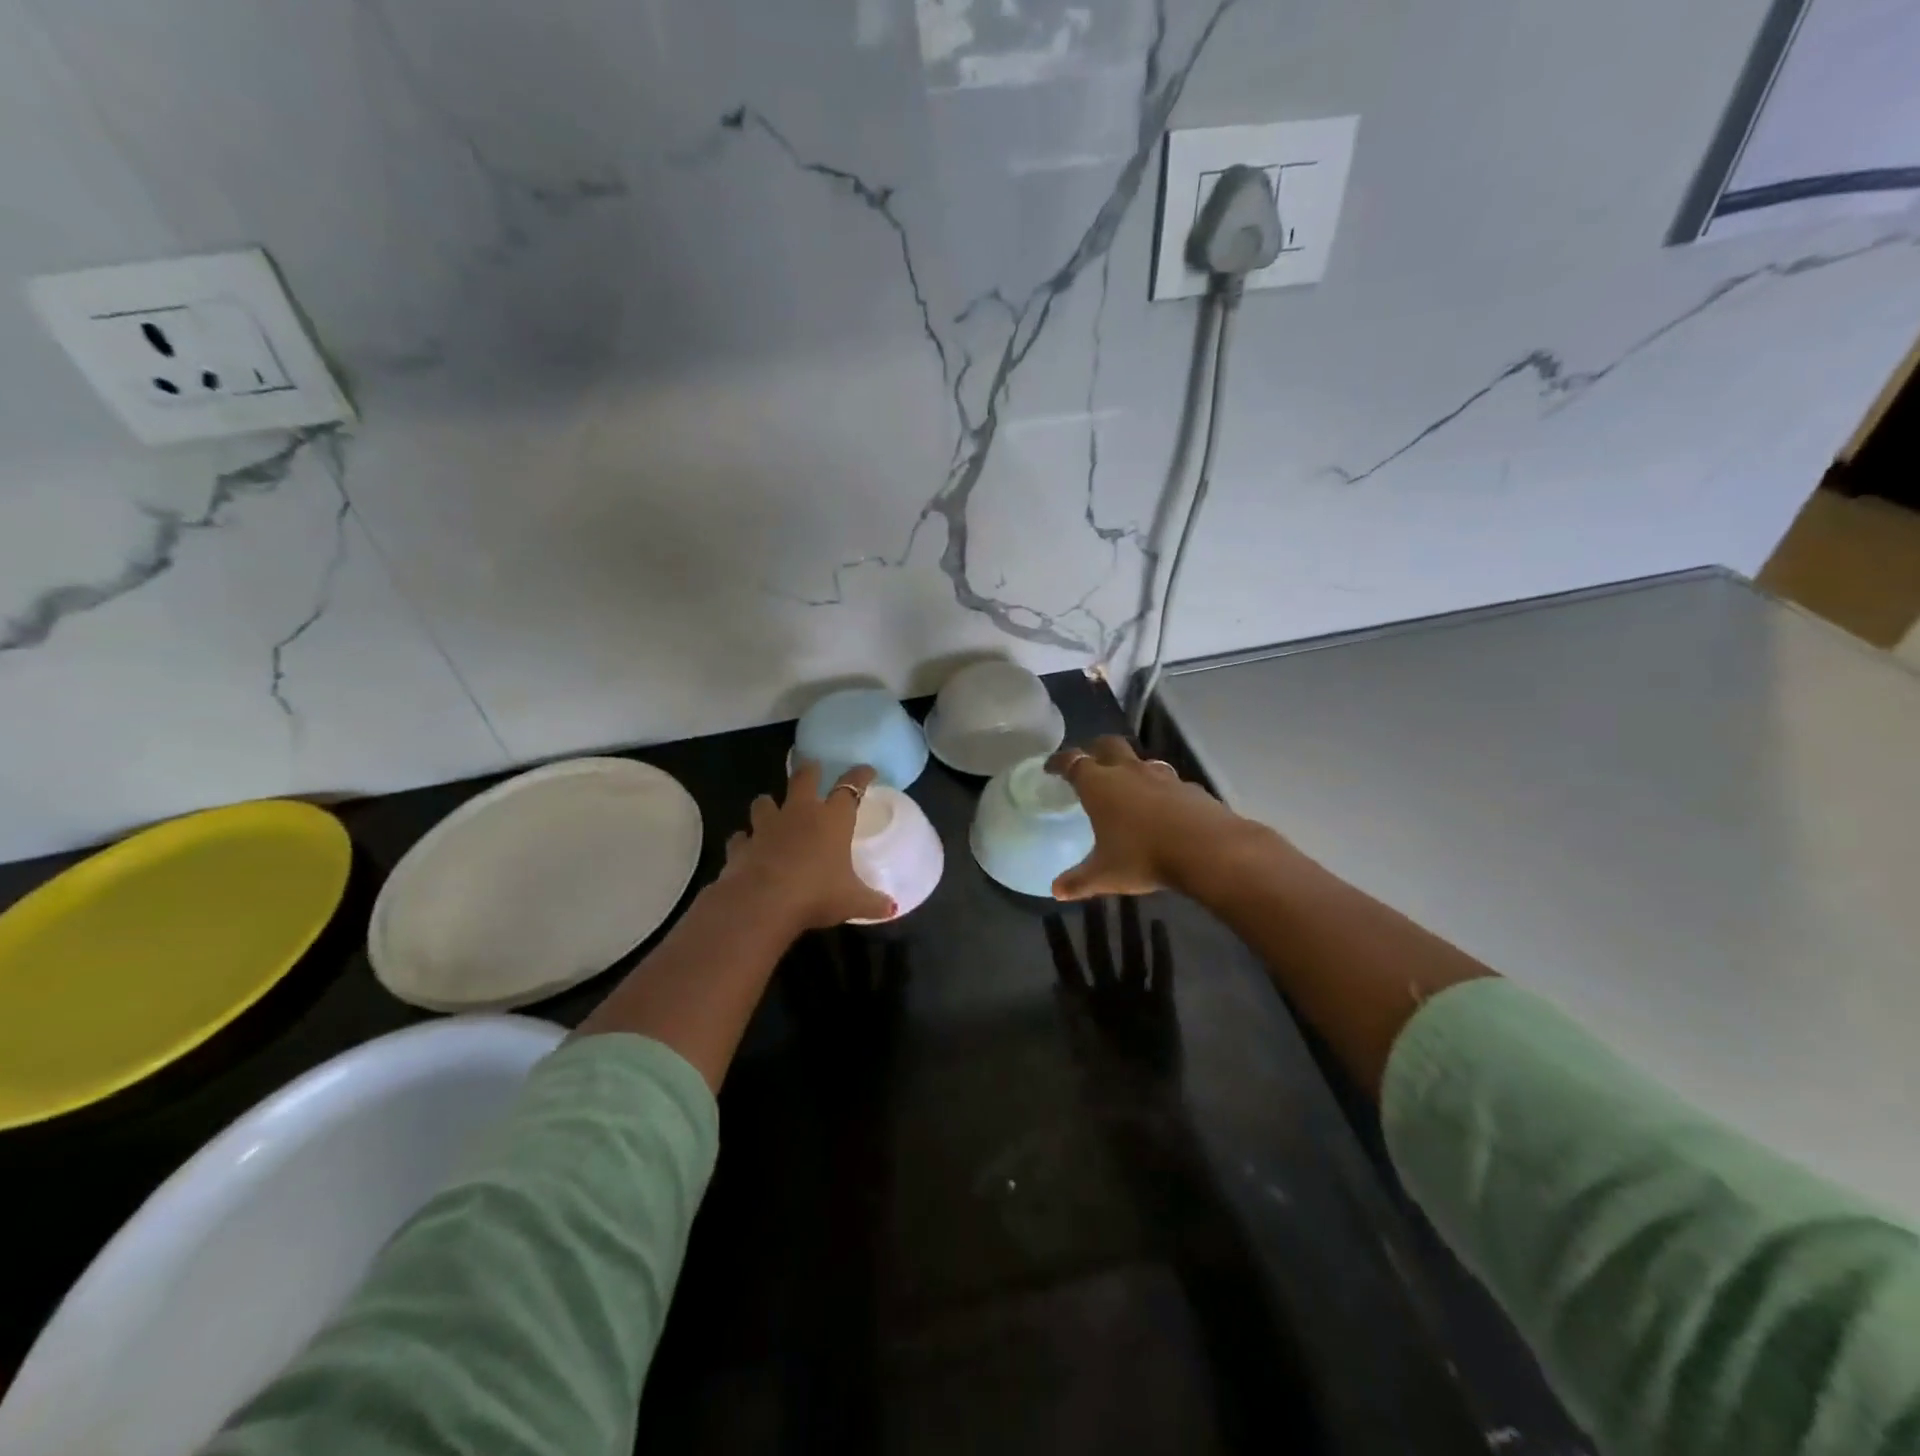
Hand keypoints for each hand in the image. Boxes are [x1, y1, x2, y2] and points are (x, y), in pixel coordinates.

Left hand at [720, 763, 894, 928]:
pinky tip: (746, 846)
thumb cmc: (816, 894)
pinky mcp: (741, 846)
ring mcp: (766, 827)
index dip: (860, 776)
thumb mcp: (853, 902)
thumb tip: (891, 908)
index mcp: (832, 820)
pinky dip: (744, 840)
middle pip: (803, 780)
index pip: (850, 787)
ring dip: (768, 804)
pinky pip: (741, 837)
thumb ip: (872, 902)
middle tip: (812, 767)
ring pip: (764, 803)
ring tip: (771, 807)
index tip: (867, 770)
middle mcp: (799, 814)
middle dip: (809, 771)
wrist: (762, 903)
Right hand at [1045, 736, 1263, 898]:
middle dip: (1095, 750)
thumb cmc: (1144, 856)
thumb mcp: (1105, 875)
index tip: (1051, 767)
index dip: (1059, 762)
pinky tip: (1161, 807)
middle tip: (1089, 763)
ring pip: (1140, 760)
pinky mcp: (1188, 787)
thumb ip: (1079, 880)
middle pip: (1108, 745)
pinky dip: (1158, 788)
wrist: (1207, 849)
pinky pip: (1167, 781)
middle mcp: (1128, 771)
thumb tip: (1057, 891)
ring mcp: (1162, 776)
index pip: (1073, 762)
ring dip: (1130, 767)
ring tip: (1126, 785)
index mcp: (1099, 785)